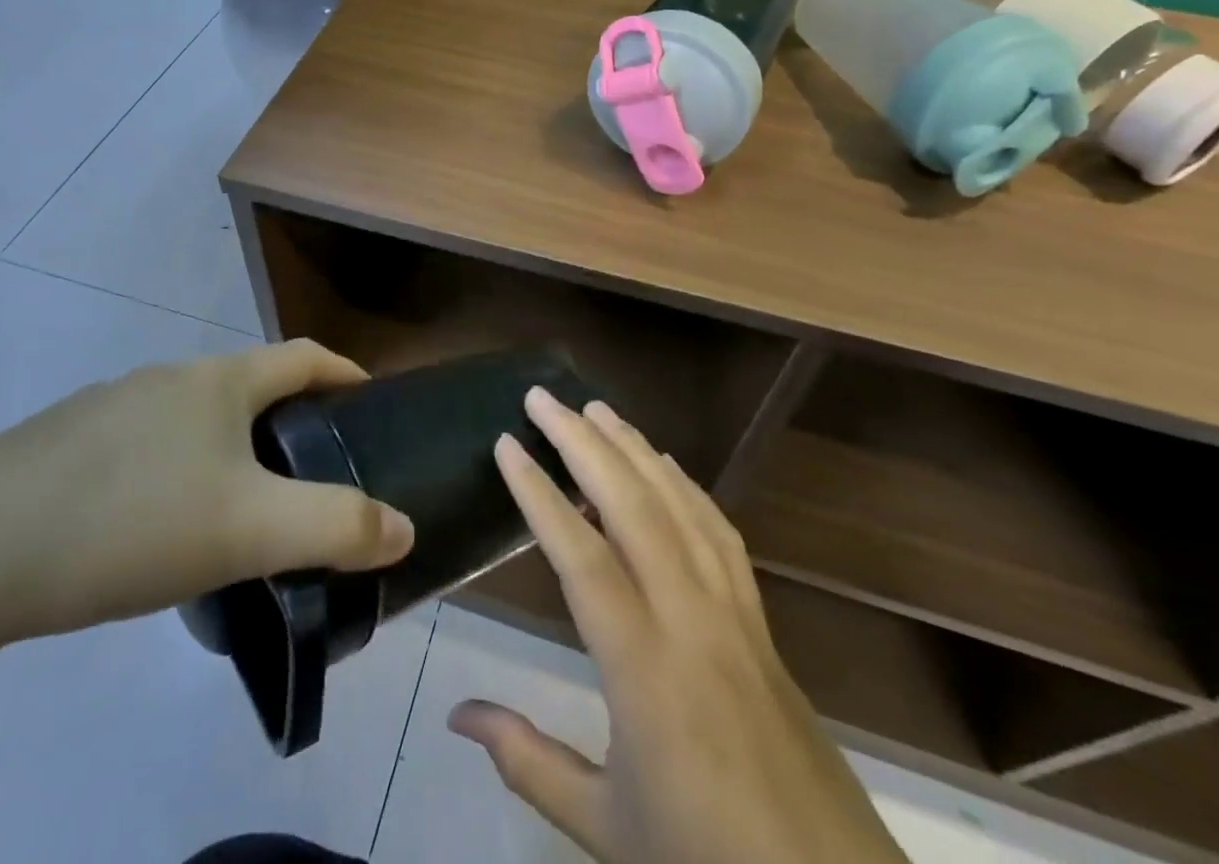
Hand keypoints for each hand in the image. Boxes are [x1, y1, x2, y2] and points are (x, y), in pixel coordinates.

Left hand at [0, 340, 413, 760]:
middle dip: (290, 418)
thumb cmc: (132, 521)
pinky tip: (160, 527)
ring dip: (231, 448)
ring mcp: (111, 406)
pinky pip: (147, 447)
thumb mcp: (250, 530)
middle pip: (249, 385)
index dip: (344, 373)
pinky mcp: (67, 445)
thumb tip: (403, 526)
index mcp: (218, 381)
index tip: (372, 401)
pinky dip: (177, 472)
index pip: (303, 356)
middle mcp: (168, 377)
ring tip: (241, 508)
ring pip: (195, 419)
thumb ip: (336, 527)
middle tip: (313, 473)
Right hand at [448, 388, 905, 863]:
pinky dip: (686, 486)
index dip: (539, 494)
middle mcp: (690, 622)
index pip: (581, 557)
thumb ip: (527, 760)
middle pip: (632, 506)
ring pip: (679, 505)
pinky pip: (720, 533)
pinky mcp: (763, 623)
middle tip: (543, 398)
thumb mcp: (604, 829)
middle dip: (582, 442)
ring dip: (634, 448)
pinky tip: (665, 465)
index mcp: (644, 671)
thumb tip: (455, 713)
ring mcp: (734, 616)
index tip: (506, 444)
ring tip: (596, 409)